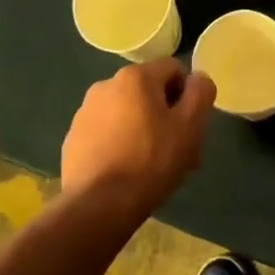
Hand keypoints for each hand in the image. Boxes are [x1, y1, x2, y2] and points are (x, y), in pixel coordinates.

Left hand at [61, 58, 217, 212]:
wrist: (99, 205)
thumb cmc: (152, 160)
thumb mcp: (191, 125)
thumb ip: (201, 92)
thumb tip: (197, 78)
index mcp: (136, 77)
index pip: (174, 69)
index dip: (188, 95)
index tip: (190, 125)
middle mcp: (106, 85)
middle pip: (149, 92)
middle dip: (166, 115)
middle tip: (178, 149)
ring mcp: (85, 112)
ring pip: (127, 112)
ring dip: (144, 129)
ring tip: (152, 164)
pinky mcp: (73, 138)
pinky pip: (106, 132)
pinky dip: (120, 143)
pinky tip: (127, 171)